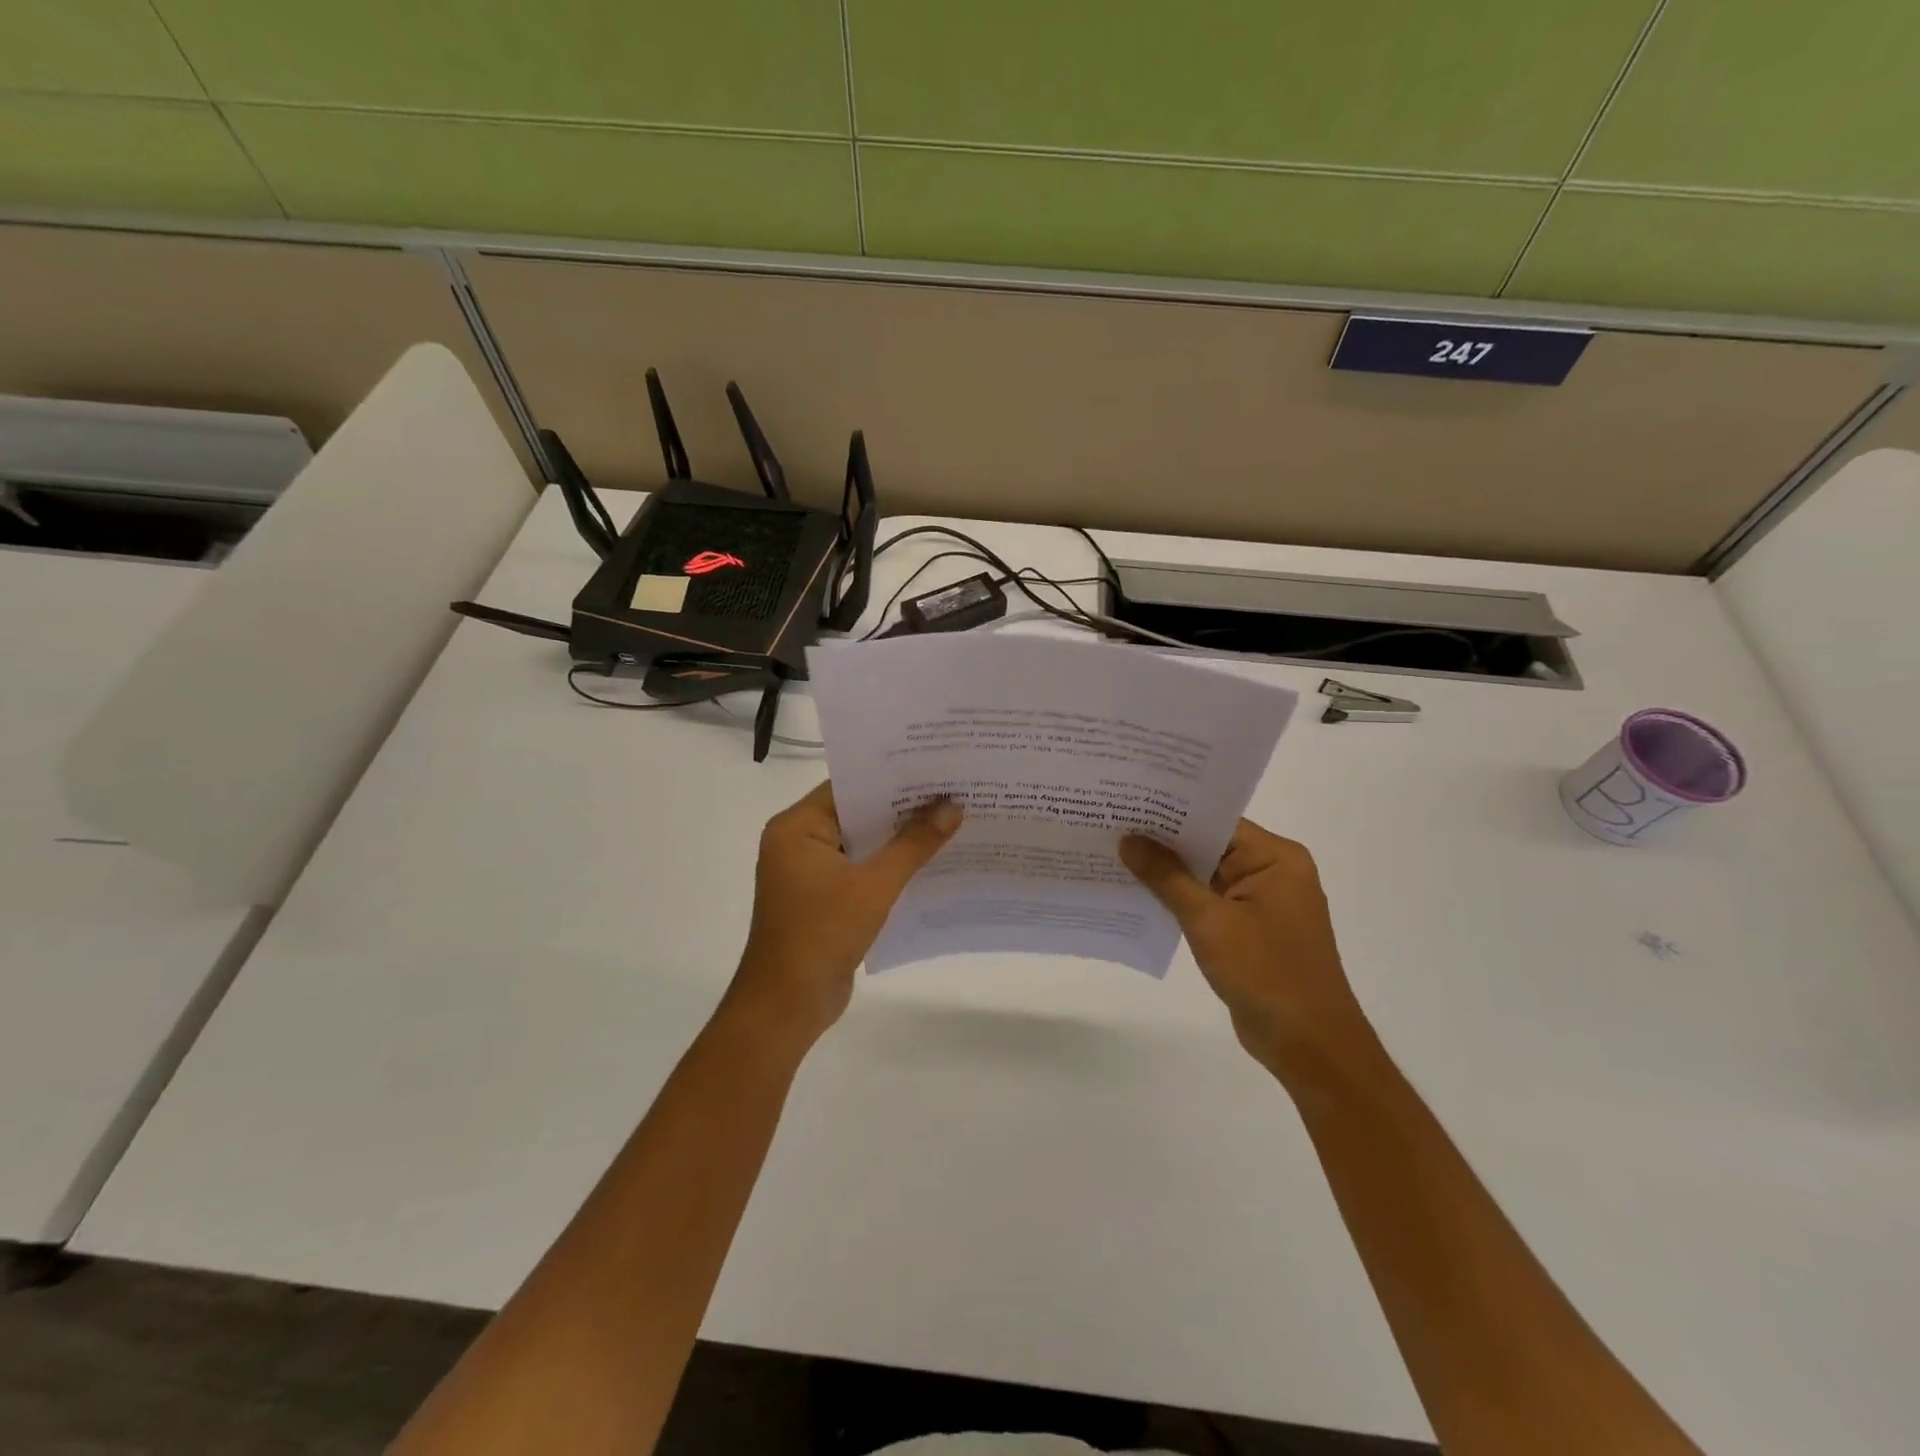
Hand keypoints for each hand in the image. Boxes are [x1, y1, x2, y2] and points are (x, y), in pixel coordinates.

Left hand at [730, 781, 961, 1046]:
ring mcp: (809, 872)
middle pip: (857, 813)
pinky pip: (861, 870)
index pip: (848, 786)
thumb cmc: (821, 934)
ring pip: (862, 843)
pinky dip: (889, 866)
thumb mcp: (873, 885)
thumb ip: (913, 844)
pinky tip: (930, 862)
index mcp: (796, 827)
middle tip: (951, 790)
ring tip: (950, 820)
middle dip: (902, 808)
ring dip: (899, 839)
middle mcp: (798, 842)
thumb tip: (953, 807)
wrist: (787, 1005)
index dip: (891, 777)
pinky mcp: (823, 898)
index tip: (933, 767)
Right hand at [1120, 820, 1378, 1081]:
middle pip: (1209, 845)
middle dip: (1163, 841)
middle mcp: (1272, 871)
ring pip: (1205, 875)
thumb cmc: (1266, 973)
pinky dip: (1179, 899)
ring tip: (1114, 855)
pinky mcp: (1250, 929)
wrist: (1309, 1046)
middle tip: (1111, 825)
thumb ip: (1167, 877)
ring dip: (1167, 872)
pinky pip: (1208, 902)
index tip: (1126, 804)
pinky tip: (1138, 894)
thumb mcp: (1210, 921)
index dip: (1170, 812)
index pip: (1215, 820)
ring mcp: (1262, 902)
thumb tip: (1128, 840)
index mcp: (1275, 857)